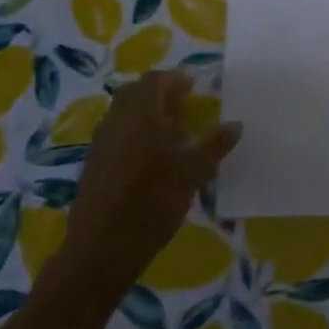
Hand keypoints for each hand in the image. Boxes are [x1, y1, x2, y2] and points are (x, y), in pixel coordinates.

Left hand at [61, 72, 239, 292]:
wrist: (102, 248)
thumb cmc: (152, 202)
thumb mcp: (193, 172)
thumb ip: (214, 145)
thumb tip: (236, 124)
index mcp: (141, 113)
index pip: (156, 80)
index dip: (175, 80)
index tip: (193, 88)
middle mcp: (116, 120)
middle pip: (136, 93)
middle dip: (159, 95)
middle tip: (183, 108)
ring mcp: (101, 142)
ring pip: (124, 114)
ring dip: (146, 115)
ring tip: (171, 136)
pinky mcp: (93, 163)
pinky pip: (116, 134)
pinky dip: (134, 134)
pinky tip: (151, 160)